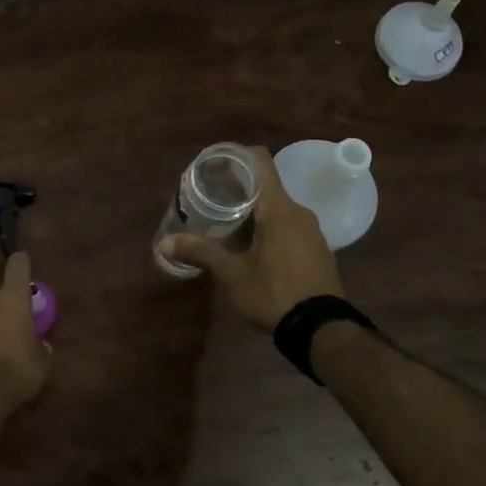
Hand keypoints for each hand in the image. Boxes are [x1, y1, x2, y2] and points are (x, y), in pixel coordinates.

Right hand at [156, 146, 343, 329]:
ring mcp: (312, 232)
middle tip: (211, 199)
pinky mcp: (318, 250)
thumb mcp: (232, 274)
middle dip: (239, 189)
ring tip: (227, 223)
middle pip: (267, 187)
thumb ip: (200, 253)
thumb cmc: (274, 293)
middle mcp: (299, 212)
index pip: (261, 162)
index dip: (238, 156)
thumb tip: (164, 242)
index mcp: (279, 209)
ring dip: (254, 211)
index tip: (216, 164)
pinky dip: (270, 228)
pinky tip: (252, 247)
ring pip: (279, 209)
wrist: (321, 329)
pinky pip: (290, 227)